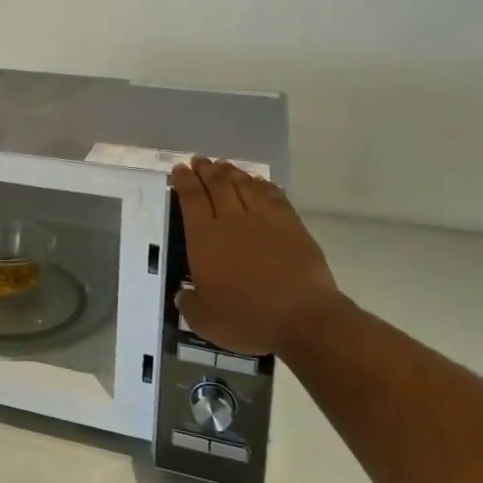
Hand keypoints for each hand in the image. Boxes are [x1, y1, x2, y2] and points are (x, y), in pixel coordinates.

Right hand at [171, 158, 343, 355]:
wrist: (303, 318)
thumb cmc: (247, 319)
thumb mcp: (205, 321)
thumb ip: (189, 304)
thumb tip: (183, 295)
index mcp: (204, 238)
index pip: (191, 199)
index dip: (184, 181)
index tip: (179, 169)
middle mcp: (231, 220)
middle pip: (217, 184)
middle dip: (206, 170)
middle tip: (199, 161)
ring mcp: (264, 219)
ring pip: (244, 185)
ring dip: (232, 172)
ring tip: (224, 166)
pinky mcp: (291, 225)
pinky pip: (273, 195)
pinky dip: (263, 185)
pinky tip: (259, 182)